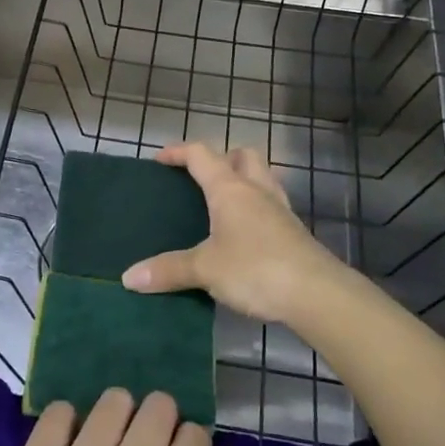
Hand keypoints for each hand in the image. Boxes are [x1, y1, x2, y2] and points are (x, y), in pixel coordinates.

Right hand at [123, 143, 346, 324]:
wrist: (317, 293)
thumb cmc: (255, 269)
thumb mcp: (205, 269)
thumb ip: (168, 270)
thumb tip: (128, 278)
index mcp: (230, 189)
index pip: (201, 155)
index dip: (178, 152)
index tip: (160, 159)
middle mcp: (256, 190)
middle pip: (243, 156)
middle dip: (222, 158)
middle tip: (202, 179)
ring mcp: (280, 210)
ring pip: (262, 178)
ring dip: (243, 180)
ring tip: (224, 203)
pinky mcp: (294, 232)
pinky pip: (271, 206)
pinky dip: (256, 209)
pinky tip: (246, 234)